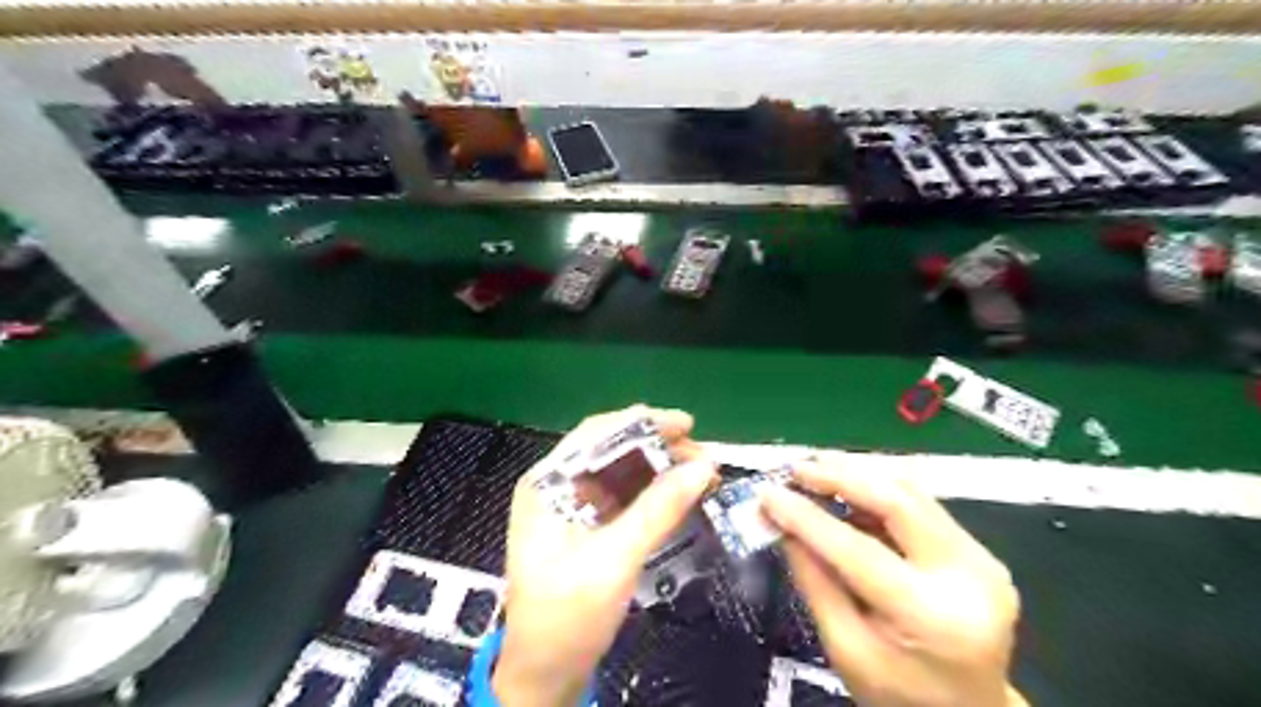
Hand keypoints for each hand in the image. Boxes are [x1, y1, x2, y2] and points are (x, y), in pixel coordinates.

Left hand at [491, 406, 712, 702]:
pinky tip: (679, 494)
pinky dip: (653, 492)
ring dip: (660, 469)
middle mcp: (557, 485)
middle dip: (657, 448)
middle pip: (611, 450)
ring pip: (620, 472)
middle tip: (701, 456)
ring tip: (699, 472)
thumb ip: (658, 510)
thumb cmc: (567, 616)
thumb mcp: (615, 559)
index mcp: (547, 484)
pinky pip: (624, 497)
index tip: (686, 424)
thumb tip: (703, 467)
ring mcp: (572, 506)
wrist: (545, 675)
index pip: (595, 434)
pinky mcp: (587, 526)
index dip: (643, 423)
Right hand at [759, 455, 1023, 706]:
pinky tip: (848, 487)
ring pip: (913, 492)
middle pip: (898, 501)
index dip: (808, 517)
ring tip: (816, 468)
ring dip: (860, 474)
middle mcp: (968, 578)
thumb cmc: (899, 695)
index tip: (768, 494)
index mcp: (930, 616)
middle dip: (841, 476)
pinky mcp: (980, 551)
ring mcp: (981, 559)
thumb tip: (780, 523)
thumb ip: (813, 581)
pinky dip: (879, 489)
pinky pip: (922, 504)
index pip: (859, 550)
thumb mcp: (845, 650)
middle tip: (796, 468)